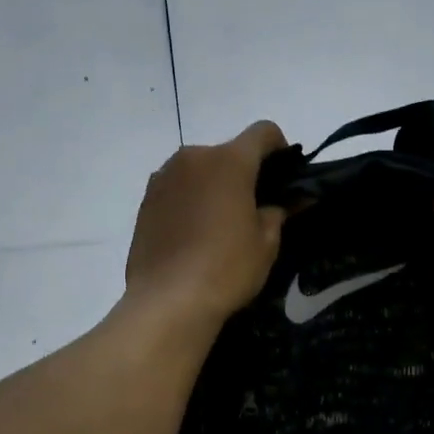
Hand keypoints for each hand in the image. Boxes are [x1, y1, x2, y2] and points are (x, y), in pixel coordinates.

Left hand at [125, 121, 288, 325]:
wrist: (168, 301)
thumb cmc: (227, 268)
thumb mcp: (266, 243)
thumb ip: (279, 213)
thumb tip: (288, 202)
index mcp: (229, 161)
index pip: (262, 132)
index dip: (280, 147)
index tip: (286, 173)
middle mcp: (193, 157)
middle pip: (228, 152)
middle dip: (245, 171)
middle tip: (255, 205)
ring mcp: (164, 177)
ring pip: (199, 169)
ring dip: (214, 184)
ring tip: (221, 222)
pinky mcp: (145, 200)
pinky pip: (177, 188)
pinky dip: (191, 199)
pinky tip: (195, 232)